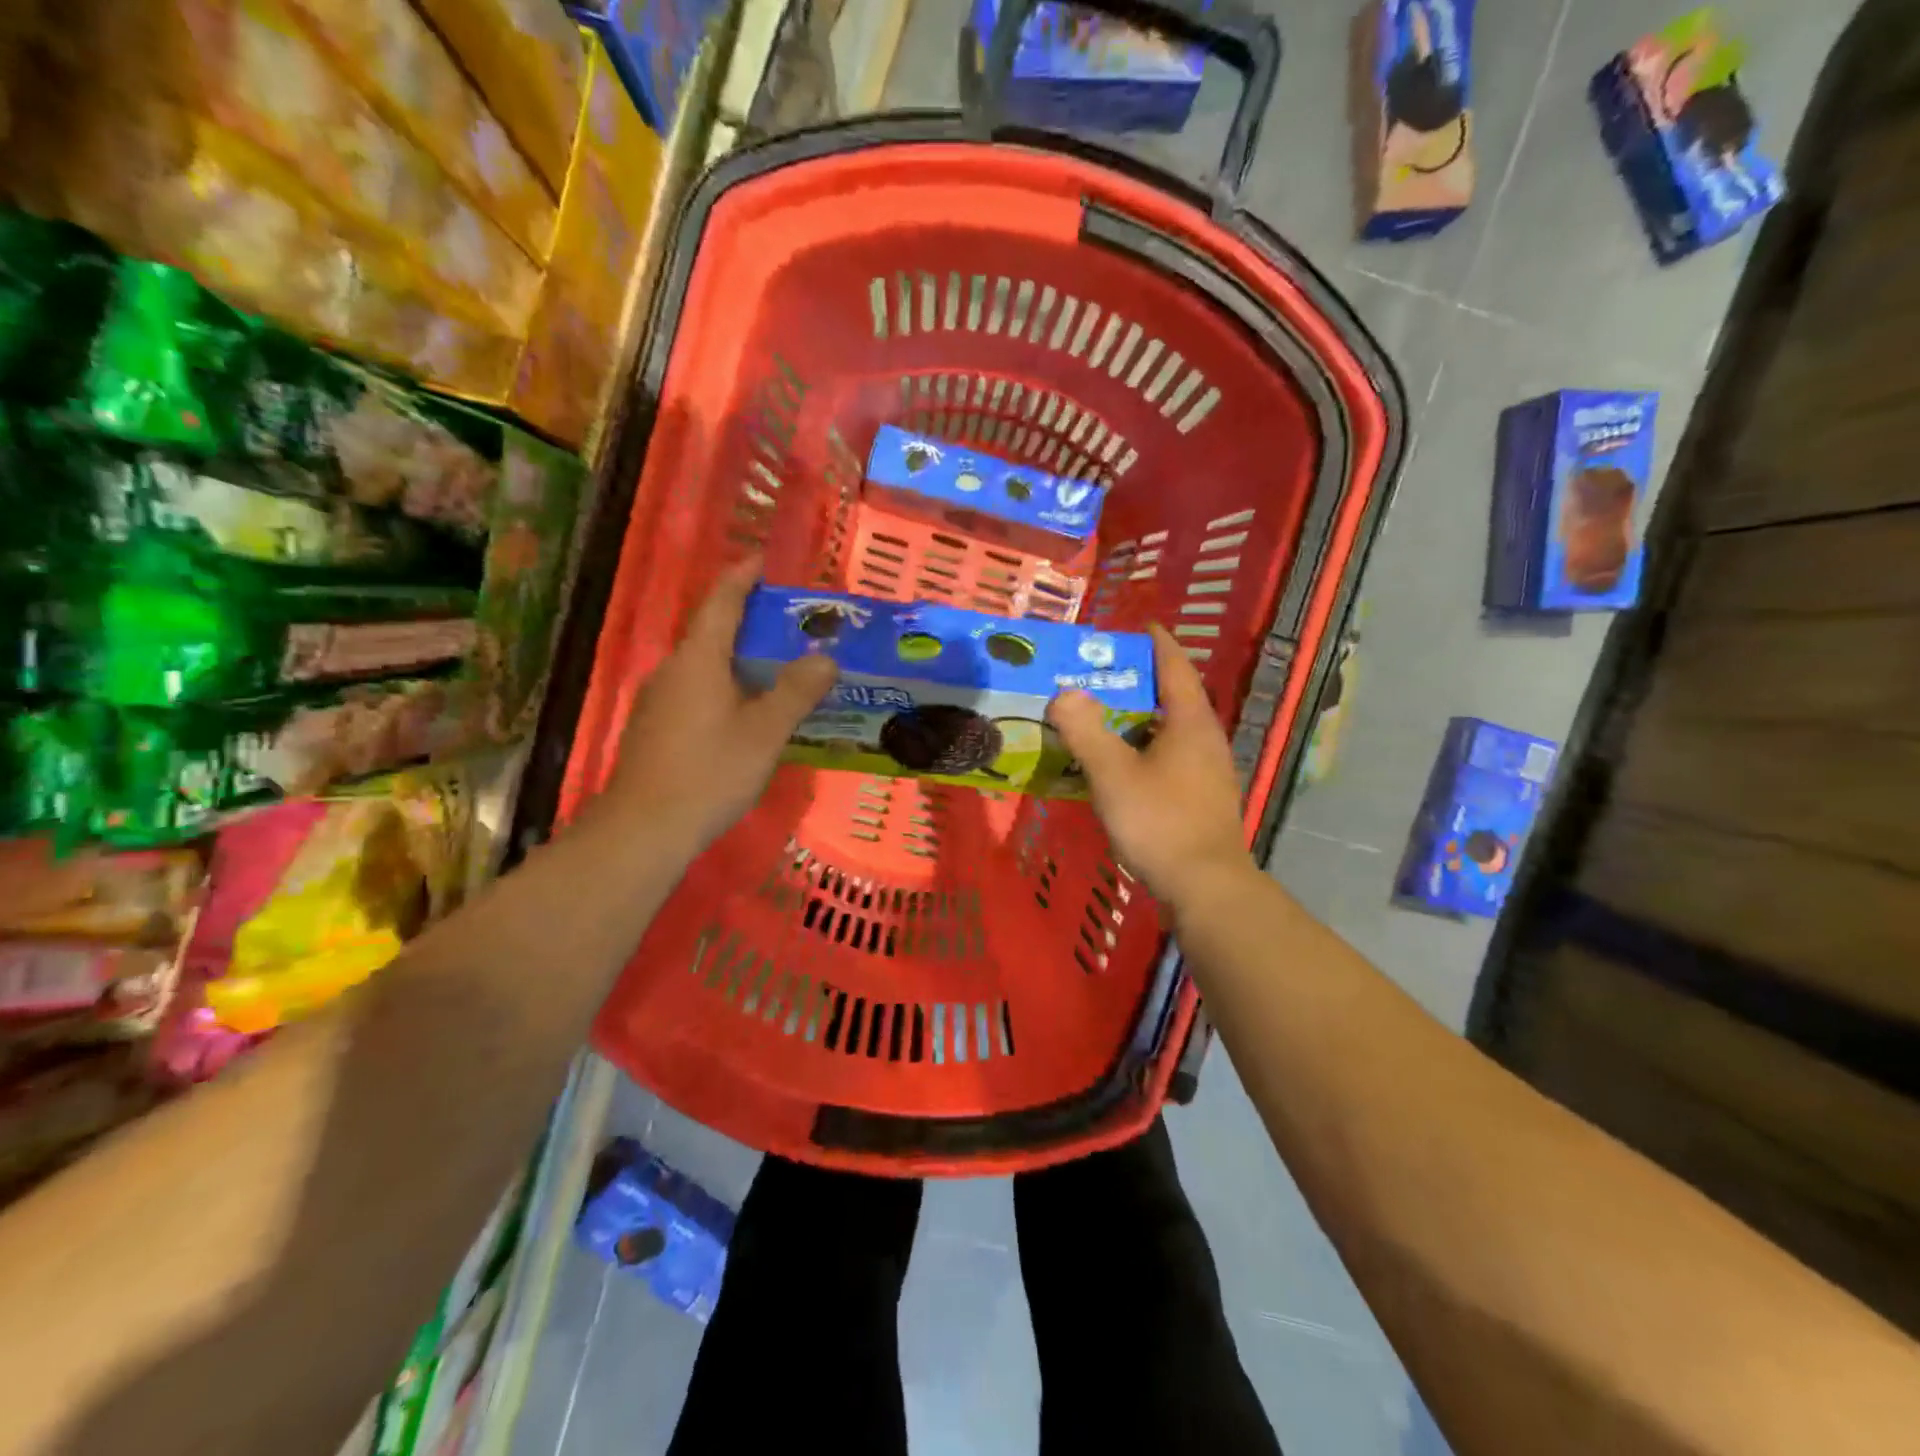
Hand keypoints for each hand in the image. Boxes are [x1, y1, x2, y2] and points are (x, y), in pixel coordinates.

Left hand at [602, 557, 836, 850]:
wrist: (643, 830)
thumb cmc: (709, 772)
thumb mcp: (765, 732)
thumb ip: (797, 691)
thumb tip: (826, 657)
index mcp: (698, 659)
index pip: (721, 601)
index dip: (743, 576)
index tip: (764, 561)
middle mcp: (673, 670)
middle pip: (714, 633)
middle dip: (752, 624)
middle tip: (793, 627)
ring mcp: (659, 700)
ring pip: (706, 666)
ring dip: (741, 661)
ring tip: (780, 670)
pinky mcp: (655, 728)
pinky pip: (697, 692)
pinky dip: (726, 688)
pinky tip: (748, 714)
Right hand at [1046, 625, 1251, 909]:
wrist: (1205, 886)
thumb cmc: (1160, 822)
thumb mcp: (1113, 774)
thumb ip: (1086, 731)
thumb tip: (1065, 693)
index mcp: (1190, 722)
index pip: (1175, 668)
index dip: (1158, 644)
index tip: (1141, 626)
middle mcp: (1206, 739)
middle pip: (1175, 697)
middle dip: (1143, 681)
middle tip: (1105, 672)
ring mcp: (1209, 770)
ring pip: (1173, 730)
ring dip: (1143, 717)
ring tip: (1106, 714)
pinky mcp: (1203, 797)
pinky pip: (1172, 756)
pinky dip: (1147, 747)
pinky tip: (1123, 763)